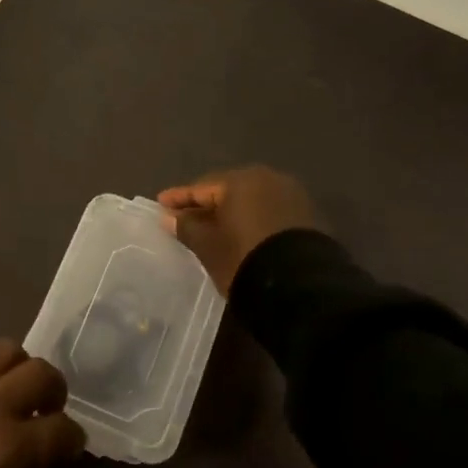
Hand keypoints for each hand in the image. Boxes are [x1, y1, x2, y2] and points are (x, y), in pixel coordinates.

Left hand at [0, 339, 85, 467]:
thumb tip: (54, 449)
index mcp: (9, 447)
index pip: (63, 428)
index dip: (72, 439)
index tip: (68, 445)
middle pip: (41, 373)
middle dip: (54, 392)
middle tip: (46, 408)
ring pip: (7, 349)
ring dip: (18, 369)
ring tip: (12, 389)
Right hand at [159, 165, 321, 293]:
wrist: (302, 288)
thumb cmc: (244, 259)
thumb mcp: (208, 246)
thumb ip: (187, 227)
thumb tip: (169, 217)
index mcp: (241, 181)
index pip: (202, 187)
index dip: (179, 198)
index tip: (160, 204)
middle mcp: (268, 179)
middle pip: (228, 190)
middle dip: (206, 203)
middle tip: (185, 215)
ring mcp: (291, 196)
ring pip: (250, 200)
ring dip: (230, 212)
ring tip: (212, 226)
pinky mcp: (307, 216)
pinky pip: (268, 211)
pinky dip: (251, 219)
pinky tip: (241, 232)